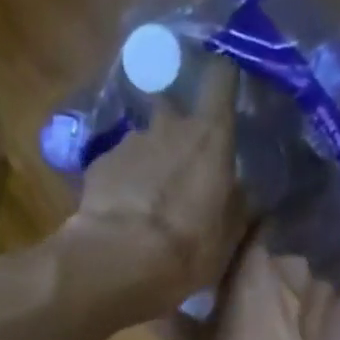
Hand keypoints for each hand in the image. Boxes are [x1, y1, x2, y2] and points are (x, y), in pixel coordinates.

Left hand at [60, 61, 244, 316]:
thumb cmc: (188, 248)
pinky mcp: (98, 165)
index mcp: (209, 136)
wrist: (121, 260)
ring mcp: (129, 143)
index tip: (224, 83)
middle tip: (179, 162)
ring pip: (142, 141)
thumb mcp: (228, 236)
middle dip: (175, 126)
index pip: (221, 79)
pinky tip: (120, 211)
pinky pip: (116, 167)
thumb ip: (237, 205)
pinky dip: (120, 182)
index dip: (222, 78)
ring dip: (146, 161)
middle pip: (172, 108)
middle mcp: (169, 126)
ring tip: (145, 199)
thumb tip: (241, 192)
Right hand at [170, 233, 339, 339]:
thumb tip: (149, 304)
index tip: (229, 248)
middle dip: (270, 260)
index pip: (248, 219)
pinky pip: (332, 300)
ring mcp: (330, 280)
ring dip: (299, 286)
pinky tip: (315, 334)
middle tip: (257, 285)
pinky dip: (323, 312)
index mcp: (254, 254)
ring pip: (310, 272)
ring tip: (289, 312)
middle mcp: (297, 255)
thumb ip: (170, 321)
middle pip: (283, 243)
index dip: (238, 232)